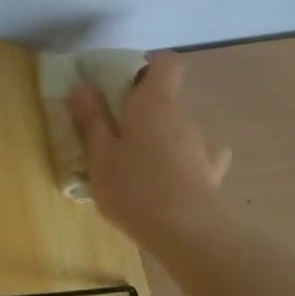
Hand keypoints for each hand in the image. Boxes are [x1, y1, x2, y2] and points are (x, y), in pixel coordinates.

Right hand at [67, 49, 232, 243]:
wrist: (186, 232)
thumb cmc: (134, 187)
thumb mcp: (99, 154)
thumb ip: (91, 119)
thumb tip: (84, 86)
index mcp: (155, 103)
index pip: (165, 63)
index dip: (145, 66)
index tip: (120, 83)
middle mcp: (183, 117)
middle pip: (164, 101)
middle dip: (140, 113)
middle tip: (112, 136)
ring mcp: (202, 147)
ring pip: (177, 132)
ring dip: (158, 141)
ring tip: (135, 169)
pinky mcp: (210, 175)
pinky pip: (193, 160)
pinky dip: (179, 165)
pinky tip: (167, 183)